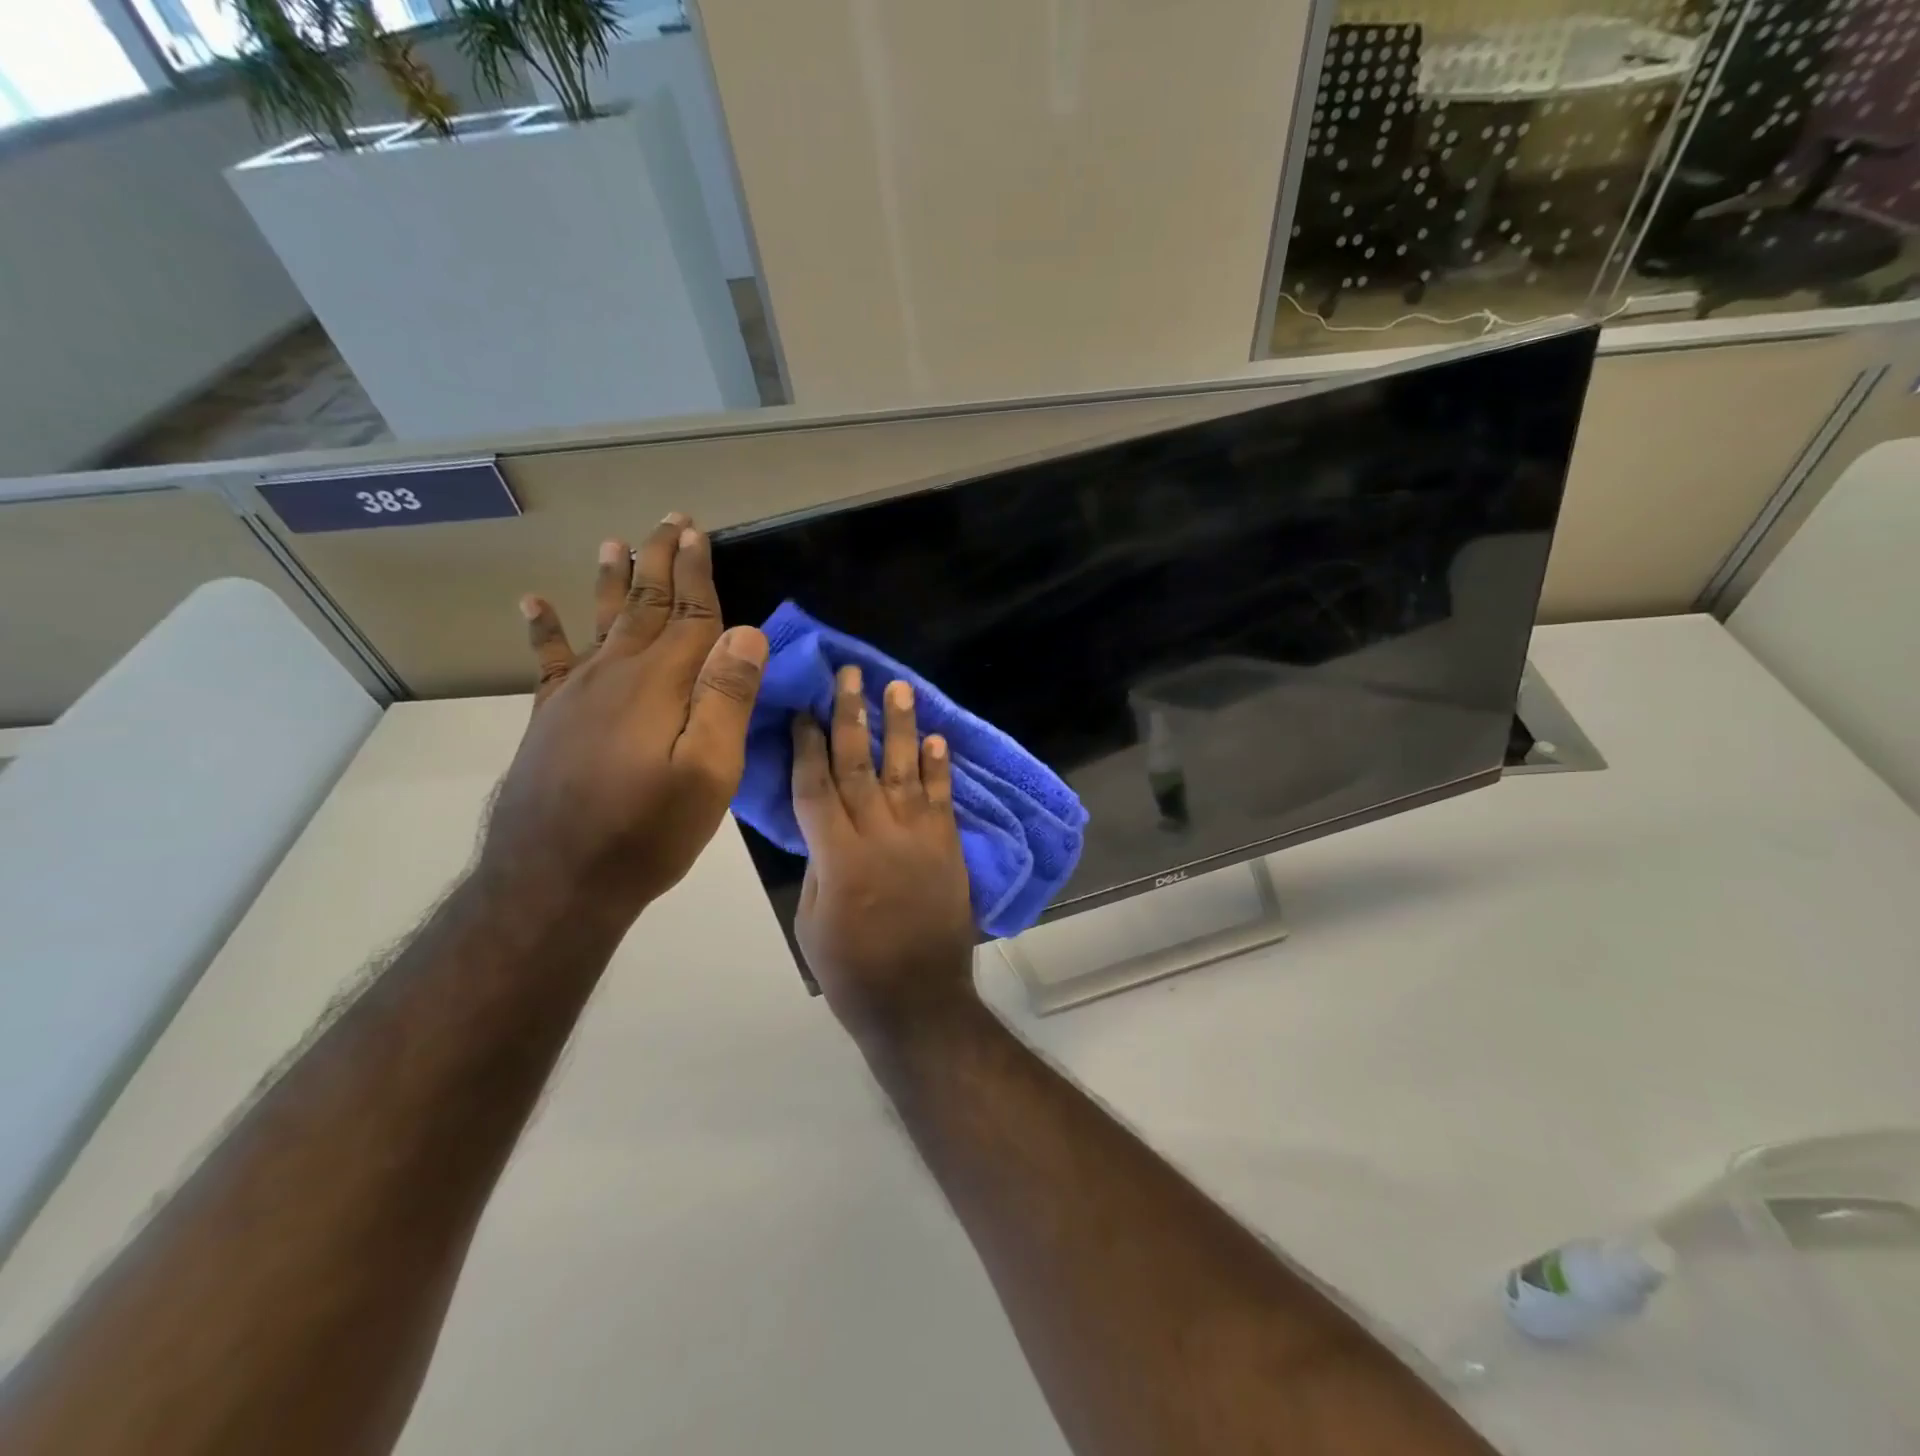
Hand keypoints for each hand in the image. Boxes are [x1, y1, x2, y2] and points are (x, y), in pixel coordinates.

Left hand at [481, 516, 766, 927]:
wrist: (554, 880)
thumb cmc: (646, 830)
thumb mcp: (708, 773)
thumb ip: (726, 699)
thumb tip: (746, 632)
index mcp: (661, 683)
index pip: (690, 614)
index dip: (697, 572)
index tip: (699, 533)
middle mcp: (616, 673)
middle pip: (645, 605)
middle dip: (659, 562)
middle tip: (669, 520)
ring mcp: (576, 694)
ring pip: (601, 621)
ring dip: (611, 580)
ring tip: (613, 543)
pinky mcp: (550, 718)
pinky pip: (550, 660)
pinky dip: (545, 629)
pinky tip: (535, 603)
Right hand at [791, 667, 976, 1041]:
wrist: (919, 1002)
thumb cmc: (853, 971)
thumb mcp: (812, 921)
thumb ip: (820, 864)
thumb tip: (824, 826)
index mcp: (837, 855)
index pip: (816, 785)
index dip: (807, 744)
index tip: (803, 709)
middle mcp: (879, 834)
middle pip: (860, 764)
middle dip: (852, 715)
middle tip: (849, 675)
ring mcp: (920, 837)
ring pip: (905, 770)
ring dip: (901, 727)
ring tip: (898, 688)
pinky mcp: (949, 848)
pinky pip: (943, 799)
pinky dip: (940, 767)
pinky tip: (937, 738)